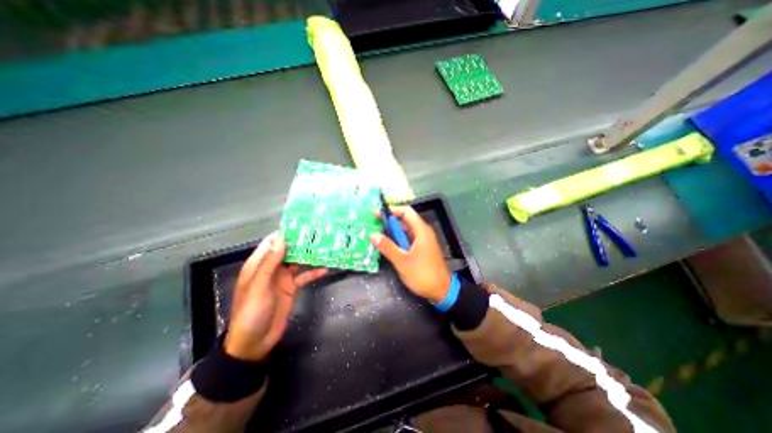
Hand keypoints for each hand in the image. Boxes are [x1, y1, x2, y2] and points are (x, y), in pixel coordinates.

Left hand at [227, 234, 327, 361]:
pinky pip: (304, 276)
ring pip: (298, 262)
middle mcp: (272, 268)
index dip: (284, 233)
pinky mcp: (292, 288)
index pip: (271, 243)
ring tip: (325, 246)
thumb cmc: (252, 312)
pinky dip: (314, 272)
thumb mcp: (259, 286)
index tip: (301, 225)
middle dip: (301, 242)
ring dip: (310, 255)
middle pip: (287, 250)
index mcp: (259, 265)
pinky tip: (325, 269)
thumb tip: (282, 240)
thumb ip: (270, 263)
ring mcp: (283, 278)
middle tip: (319, 233)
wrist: (255, 342)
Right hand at [369, 206, 454, 301]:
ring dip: (393, 231)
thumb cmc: (423, 274)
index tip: (377, 214)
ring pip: (406, 230)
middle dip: (389, 221)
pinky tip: (388, 246)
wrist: (441, 291)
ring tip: (377, 235)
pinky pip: (408, 239)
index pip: (406, 212)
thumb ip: (387, 247)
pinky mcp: (422, 248)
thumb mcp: (402, 261)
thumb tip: (373, 235)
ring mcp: (423, 240)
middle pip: (405, 220)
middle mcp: (423, 232)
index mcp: (421, 230)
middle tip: (373, 226)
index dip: (391, 210)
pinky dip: (398, 239)